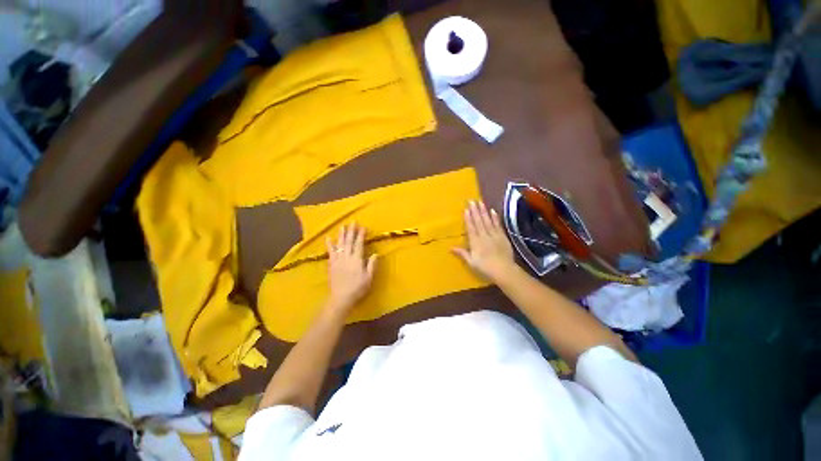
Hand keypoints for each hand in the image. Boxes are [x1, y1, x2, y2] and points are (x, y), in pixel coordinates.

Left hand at [325, 224, 376, 313]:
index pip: (359, 244)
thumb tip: (375, 254)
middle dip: (351, 231)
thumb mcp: (369, 278)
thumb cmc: (358, 289)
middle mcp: (347, 258)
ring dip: (341, 235)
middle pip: (349, 242)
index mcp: (357, 260)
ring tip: (342, 226)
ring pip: (339, 245)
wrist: (341, 299)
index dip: (361, 235)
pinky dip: (329, 245)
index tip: (363, 227)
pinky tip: (328, 238)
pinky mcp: (331, 265)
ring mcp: (338, 261)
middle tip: (352, 222)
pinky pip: (330, 252)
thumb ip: (371, 265)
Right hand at [453, 201, 514, 281]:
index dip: (468, 218)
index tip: (466, 209)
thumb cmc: (485, 267)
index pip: (471, 227)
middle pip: (479, 221)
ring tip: (480, 202)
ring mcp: (494, 235)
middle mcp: (484, 236)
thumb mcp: (471, 262)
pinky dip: (495, 218)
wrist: (504, 270)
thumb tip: (450, 247)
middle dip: (475, 211)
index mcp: (475, 242)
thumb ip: (462, 253)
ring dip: (484, 211)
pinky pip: (498, 225)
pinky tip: (492, 211)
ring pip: (488, 221)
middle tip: (472, 200)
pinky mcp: (502, 236)